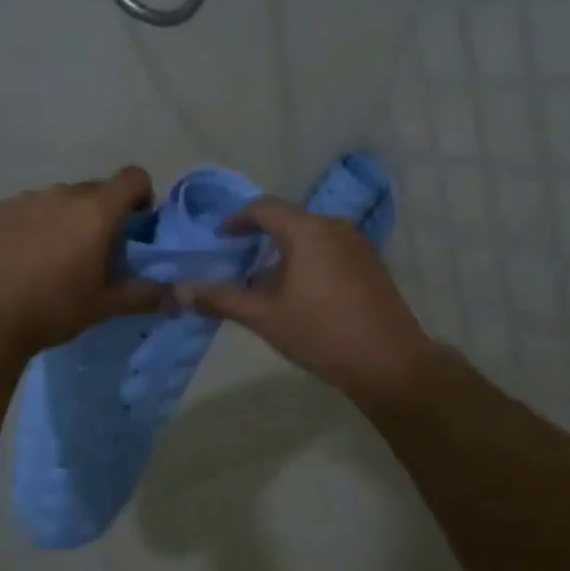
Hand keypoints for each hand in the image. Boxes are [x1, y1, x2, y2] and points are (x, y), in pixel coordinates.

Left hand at [0, 167, 166, 355]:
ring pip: (55, 200)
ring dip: (62, 219)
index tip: (134, 223)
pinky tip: (17, 259)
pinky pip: (22, 210)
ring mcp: (24, 199)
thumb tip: (178, 296)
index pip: (132, 177)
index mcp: (95, 211)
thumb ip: (143, 295)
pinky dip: (29, 226)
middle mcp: (61, 194)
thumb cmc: (53, 309)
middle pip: (93, 191)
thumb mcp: (103, 306)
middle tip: (92, 252)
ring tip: (49, 258)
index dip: (140, 195)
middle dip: (100, 214)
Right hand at [174, 198, 439, 403]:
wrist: (390, 362)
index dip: (237, 220)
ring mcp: (357, 244)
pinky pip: (330, 249)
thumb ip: (221, 299)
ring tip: (265, 281)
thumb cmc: (321, 333)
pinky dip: (308, 260)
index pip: (263, 208)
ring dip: (285, 251)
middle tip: (237, 261)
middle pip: (288, 220)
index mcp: (306, 230)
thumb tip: (179, 291)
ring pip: (310, 236)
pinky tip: (301, 292)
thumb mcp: (264, 317)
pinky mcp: (371, 264)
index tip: (219, 238)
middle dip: (260, 237)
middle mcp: (333, 226)